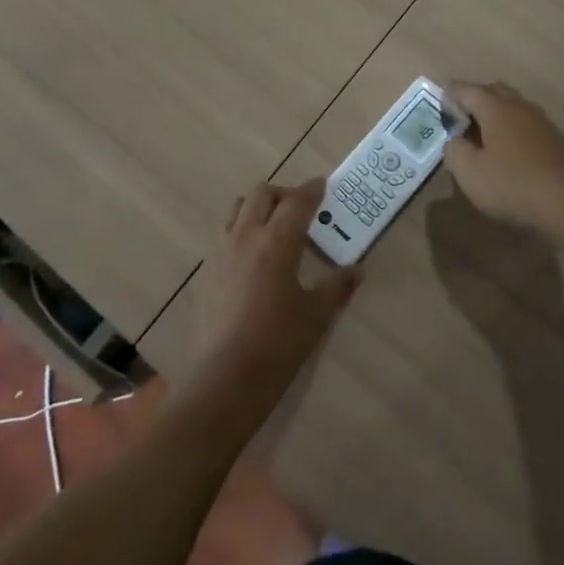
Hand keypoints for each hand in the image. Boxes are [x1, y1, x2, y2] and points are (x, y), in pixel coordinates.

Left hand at [190, 181, 358, 410]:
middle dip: (283, 194)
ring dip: (258, 207)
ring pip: (238, 208)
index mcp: (276, 241)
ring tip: (274, 227)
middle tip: (300, 209)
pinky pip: (225, 233)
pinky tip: (254, 257)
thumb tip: (357, 270)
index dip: (311, 190)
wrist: (224, 379)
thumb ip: (337, 286)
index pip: (296, 201)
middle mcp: (245, 236)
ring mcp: (221, 252)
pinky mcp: (207, 271)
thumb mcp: (316, 315)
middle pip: (262, 194)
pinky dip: (242, 230)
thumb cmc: (278, 344)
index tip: (322, 185)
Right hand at [441, 82, 563, 238]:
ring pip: (512, 106)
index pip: (466, 90)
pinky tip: (506, 152)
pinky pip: (525, 124)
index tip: (437, 106)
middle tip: (458, 119)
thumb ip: (454, 151)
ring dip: (494, 114)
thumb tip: (454, 140)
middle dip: (473, 100)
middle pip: (492, 91)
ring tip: (480, 136)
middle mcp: (520, 107)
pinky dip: (510, 129)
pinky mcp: (555, 140)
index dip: (449, 95)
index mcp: (496, 108)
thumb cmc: (514, 186)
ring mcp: (541, 122)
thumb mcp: (470, 173)